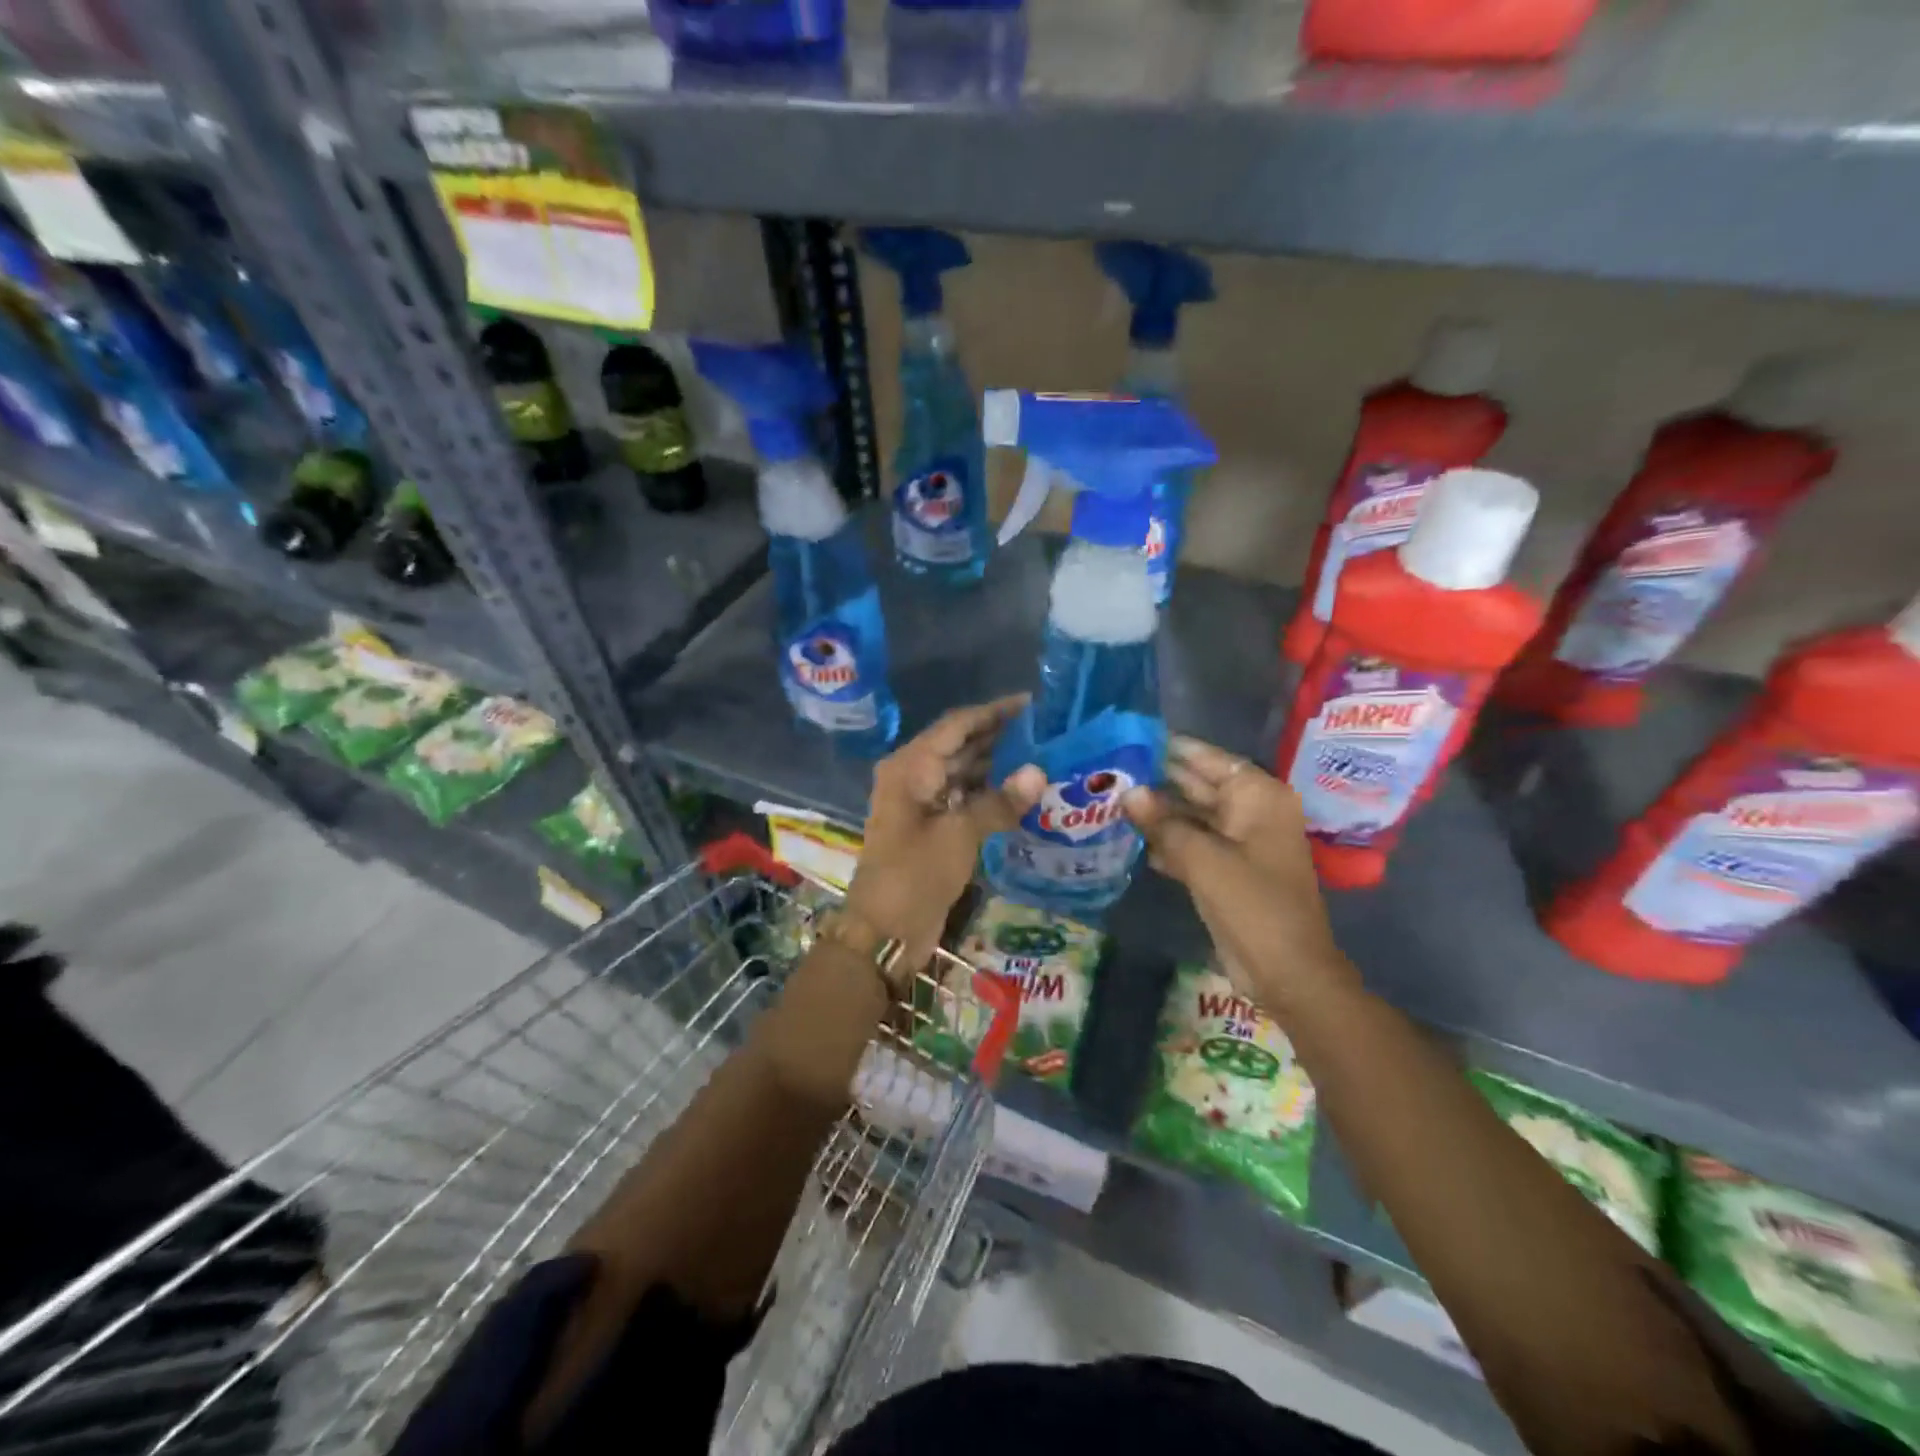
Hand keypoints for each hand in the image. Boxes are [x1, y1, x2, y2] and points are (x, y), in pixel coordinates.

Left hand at [844, 697, 1045, 974]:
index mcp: (911, 766)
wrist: (883, 932)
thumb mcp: (959, 835)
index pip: (957, 725)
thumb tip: (1040, 772)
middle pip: (961, 745)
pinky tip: (1023, 793)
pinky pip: (965, 799)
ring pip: (965, 773)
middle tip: (1047, 730)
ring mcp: (923, 803)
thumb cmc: (914, 875)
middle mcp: (914, 776)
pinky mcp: (933, 828)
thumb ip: (998, 802)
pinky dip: (991, 794)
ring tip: (1044, 756)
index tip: (1032, 703)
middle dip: (1001, 737)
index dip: (993, 712)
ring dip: (999, 766)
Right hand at [1122, 736, 1360, 1018]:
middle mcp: (1250, 812)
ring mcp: (1238, 842)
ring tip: (1108, 800)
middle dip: (1156, 781)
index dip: (1171, 749)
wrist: (1286, 971)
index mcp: (1258, 797)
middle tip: (1109, 770)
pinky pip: (1191, 843)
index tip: (1130, 738)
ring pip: (1190, 816)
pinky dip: (1165, 841)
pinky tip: (1128, 837)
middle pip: (1197, 786)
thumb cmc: (1253, 905)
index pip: (1209, 759)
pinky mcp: (1225, 869)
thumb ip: (1163, 823)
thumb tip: (1128, 792)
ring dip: (1156, 813)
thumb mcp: (1203, 859)